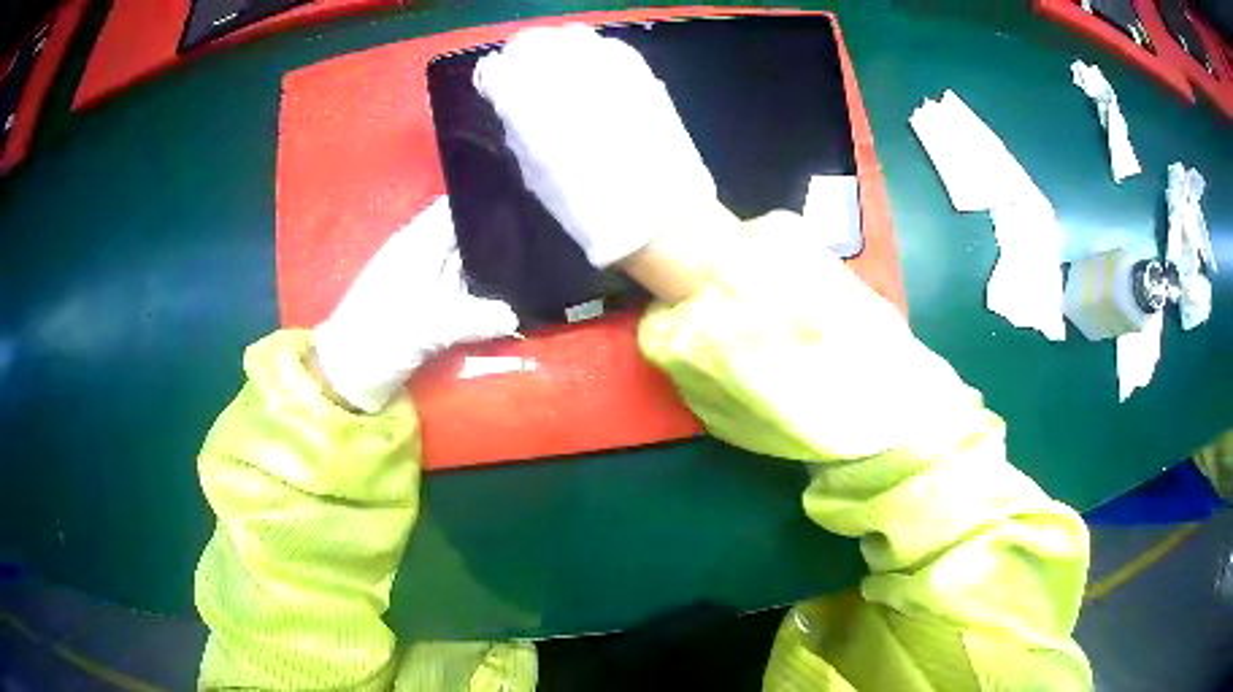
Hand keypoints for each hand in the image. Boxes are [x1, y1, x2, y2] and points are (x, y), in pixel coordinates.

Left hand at [312, 197, 517, 412]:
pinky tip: (508, 302)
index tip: (525, 210)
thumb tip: (515, 314)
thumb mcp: (431, 325)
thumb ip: (478, 317)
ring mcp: (423, 282)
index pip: (455, 207)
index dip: (487, 204)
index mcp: (417, 242)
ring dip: (492, 272)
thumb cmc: (381, 337)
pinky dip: (480, 297)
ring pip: (465, 265)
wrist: (347, 377)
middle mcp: (422, 254)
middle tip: (539, 248)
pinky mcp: (425, 307)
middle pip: (465, 235)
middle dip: (498, 241)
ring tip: (532, 273)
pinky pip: (460, 293)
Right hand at [474, 25, 731, 271]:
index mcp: (532, 108)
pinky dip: (591, 50)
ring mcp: (607, 69)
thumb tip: (513, 106)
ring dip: (555, 46)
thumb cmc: (590, 207)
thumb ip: (520, 132)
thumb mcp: (537, 175)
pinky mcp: (640, 72)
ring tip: (554, 63)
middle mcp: (567, 77)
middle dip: (520, 53)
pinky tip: (589, 66)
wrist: (659, 215)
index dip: (493, 78)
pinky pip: (607, 46)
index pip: (497, 73)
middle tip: (519, 67)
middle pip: (532, 43)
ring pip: (570, 37)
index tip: (493, 85)